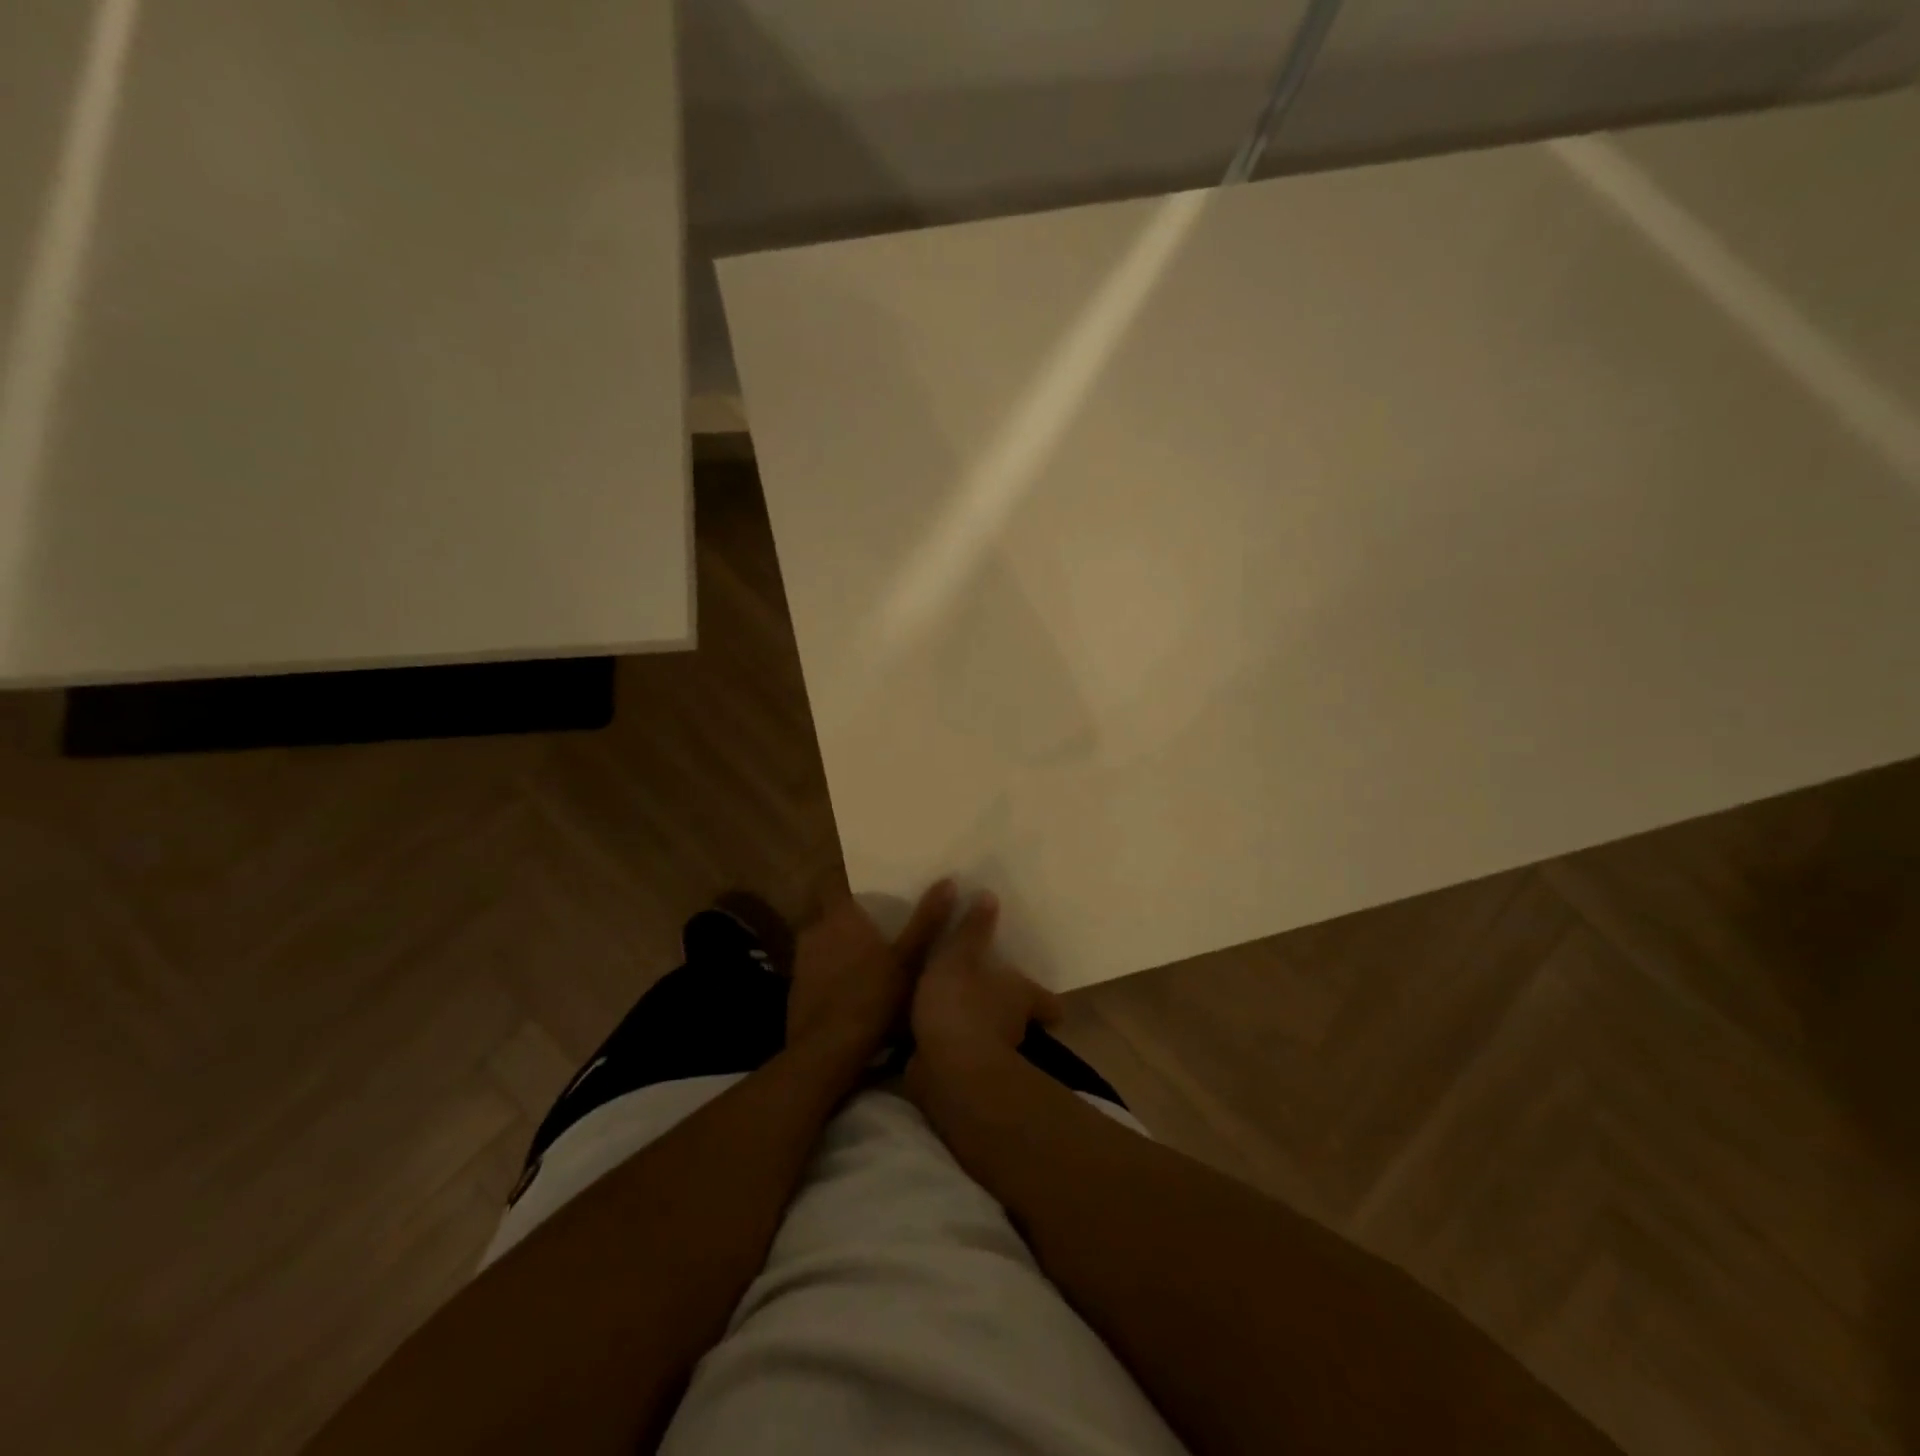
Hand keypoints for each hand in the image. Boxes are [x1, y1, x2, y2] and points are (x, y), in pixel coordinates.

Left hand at [786, 880, 956, 1077]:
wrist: (827, 1054)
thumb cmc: (872, 998)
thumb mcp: (909, 959)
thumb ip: (927, 921)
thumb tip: (947, 881)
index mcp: (839, 917)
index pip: (830, 881)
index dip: (843, 879)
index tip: (864, 883)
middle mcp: (814, 932)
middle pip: (827, 913)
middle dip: (846, 917)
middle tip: (875, 923)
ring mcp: (801, 963)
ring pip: (821, 943)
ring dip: (838, 947)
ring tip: (867, 958)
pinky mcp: (796, 992)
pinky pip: (816, 971)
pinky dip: (830, 974)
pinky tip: (850, 991)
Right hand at [909, 891, 1063, 1059]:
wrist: (946, 1068)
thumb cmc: (962, 1002)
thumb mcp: (961, 955)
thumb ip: (973, 929)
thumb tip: (991, 895)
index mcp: (1022, 997)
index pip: (1048, 1004)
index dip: (1047, 1002)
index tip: (1044, 1001)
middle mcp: (1015, 1029)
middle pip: (1021, 1022)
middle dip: (1007, 1013)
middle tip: (988, 997)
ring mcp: (992, 1058)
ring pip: (992, 1041)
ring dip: (978, 1031)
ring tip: (954, 1014)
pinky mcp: (965, 1078)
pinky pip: (962, 1059)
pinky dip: (953, 1049)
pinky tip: (932, 1038)